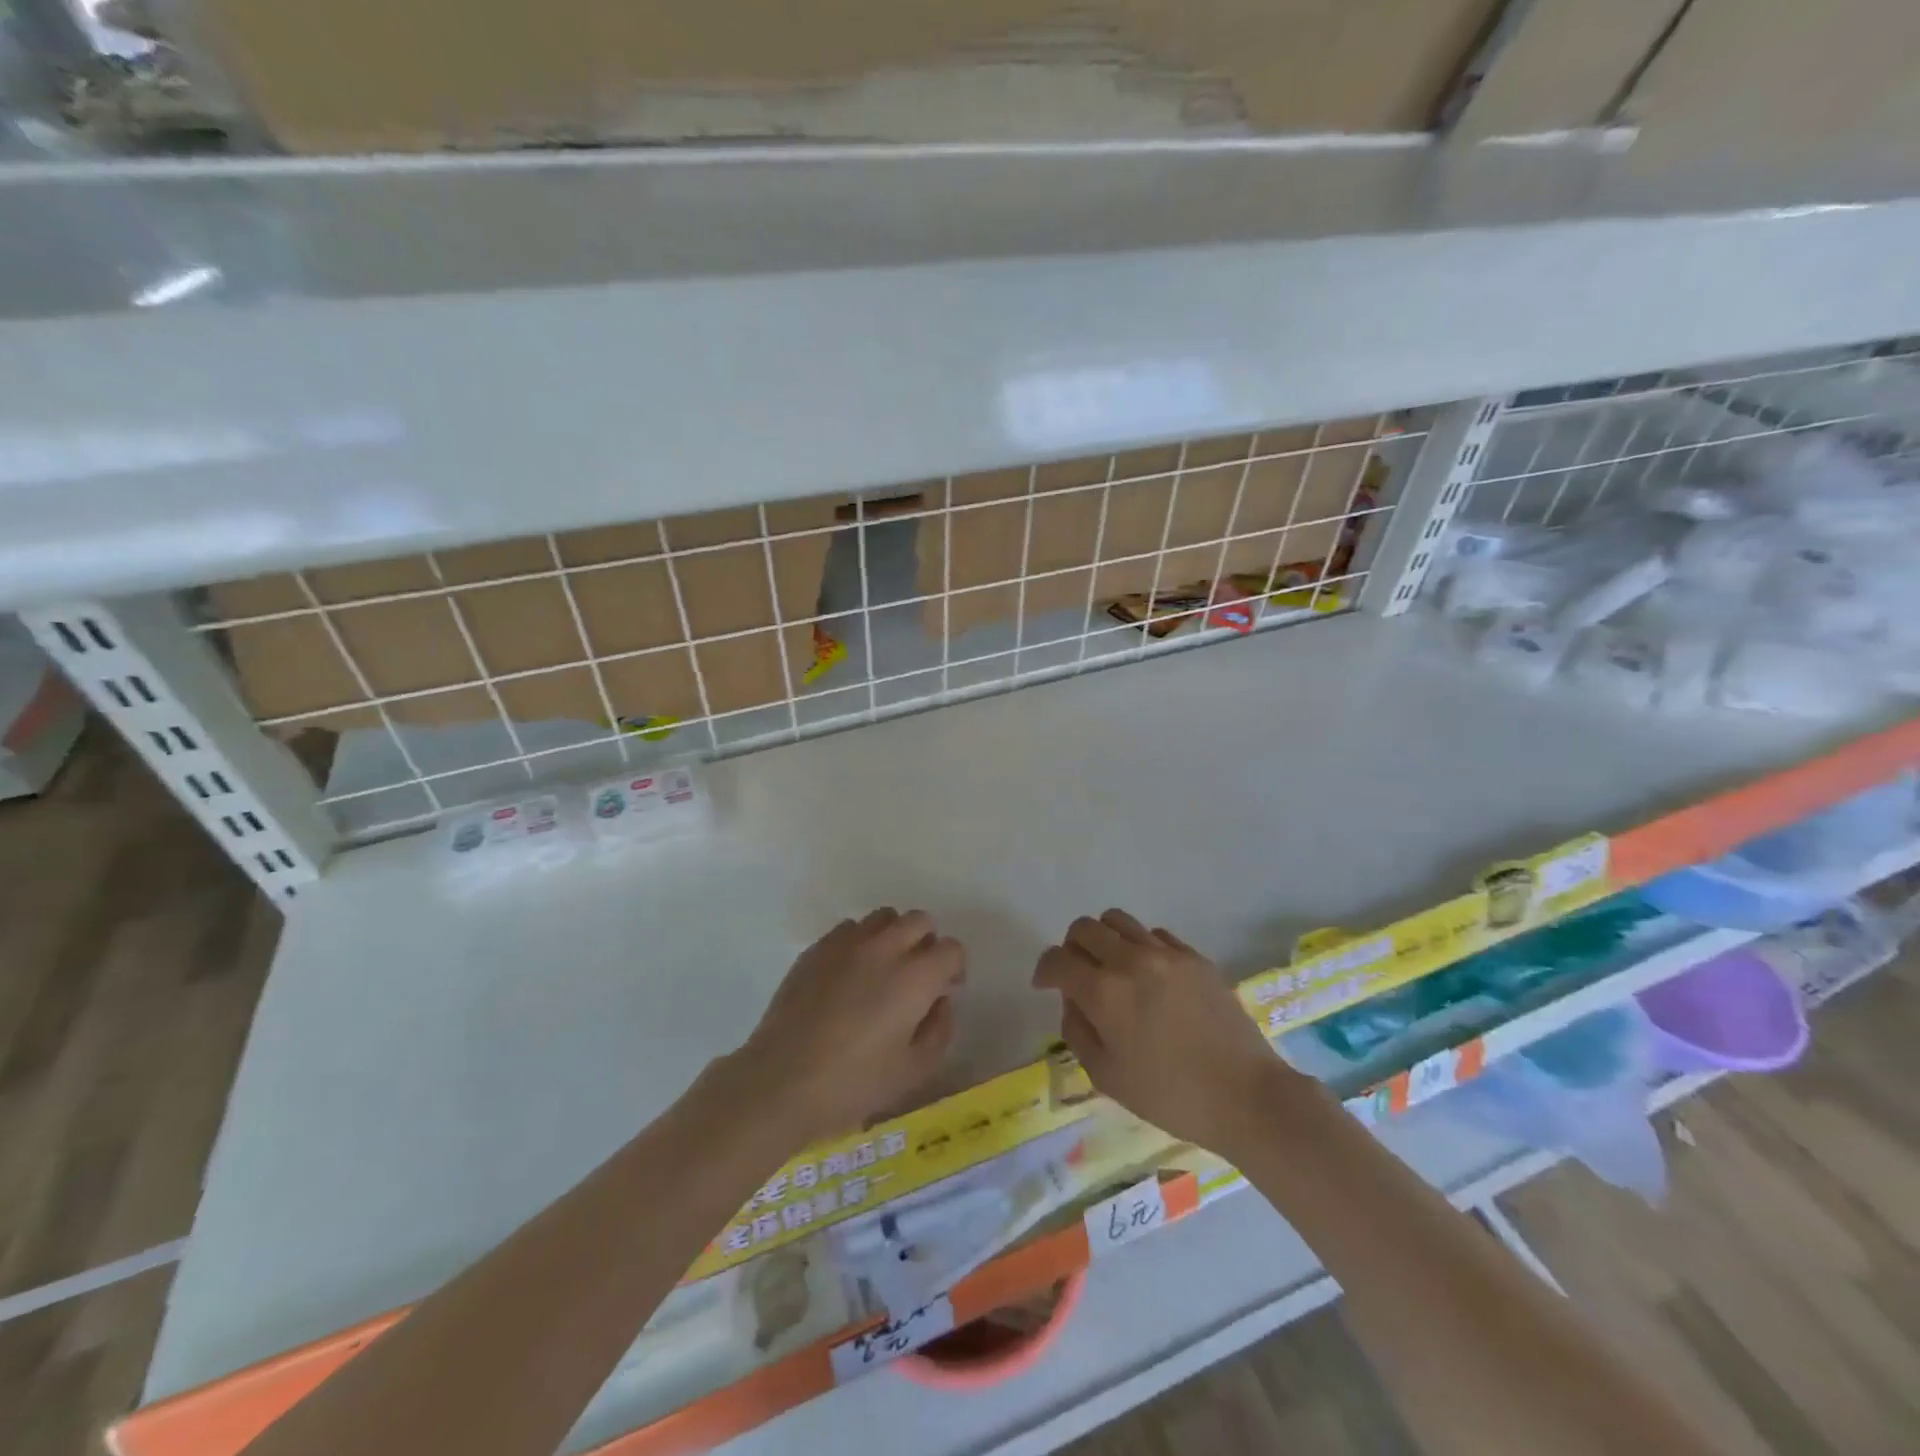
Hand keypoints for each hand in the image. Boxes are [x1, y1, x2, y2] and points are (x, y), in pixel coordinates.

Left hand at [728, 908, 964, 1148]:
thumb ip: (940, 1030)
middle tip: (916, 978)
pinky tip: (849, 975)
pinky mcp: (816, 949)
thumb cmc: (853, 1083)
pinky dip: (859, 943)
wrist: (781, 1081)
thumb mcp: (913, 1071)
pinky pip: (849, 929)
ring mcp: (847, 943)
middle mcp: (885, 947)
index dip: (954, 969)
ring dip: (893, 936)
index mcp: (916, 976)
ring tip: (882, 971)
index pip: (951, 948)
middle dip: (927, 944)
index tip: (943, 992)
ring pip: (884, 917)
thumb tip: (941, 1001)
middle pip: (920, 921)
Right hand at [1034, 909, 1284, 1157]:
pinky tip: (1149, 976)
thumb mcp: (1107, 1076)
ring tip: (1112, 967)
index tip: (1045, 984)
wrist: (1246, 1095)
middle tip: (1077, 974)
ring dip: (1104, 939)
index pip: (1057, 959)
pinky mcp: (1195, 957)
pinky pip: (1154, 934)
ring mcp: (1166, 953)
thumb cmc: (1170, 1096)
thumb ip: (1077, 1031)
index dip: (1044, 970)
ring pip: (1118, 920)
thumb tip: (1073, 1000)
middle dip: (1071, 948)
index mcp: (1104, 991)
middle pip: (1084, 928)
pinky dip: (1140, 946)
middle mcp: (1130, 960)